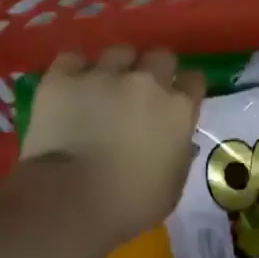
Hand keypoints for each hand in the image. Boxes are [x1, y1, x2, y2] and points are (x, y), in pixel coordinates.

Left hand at [22, 46, 204, 246]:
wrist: (69, 202)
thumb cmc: (129, 205)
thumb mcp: (172, 187)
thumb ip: (179, 154)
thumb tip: (178, 143)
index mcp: (178, 108)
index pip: (194, 80)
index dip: (185, 89)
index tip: (177, 101)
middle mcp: (146, 81)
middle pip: (160, 56)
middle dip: (154, 70)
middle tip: (141, 92)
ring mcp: (104, 75)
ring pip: (119, 52)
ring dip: (117, 67)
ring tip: (104, 86)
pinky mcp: (64, 78)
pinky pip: (73, 59)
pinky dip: (74, 70)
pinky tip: (71, 86)